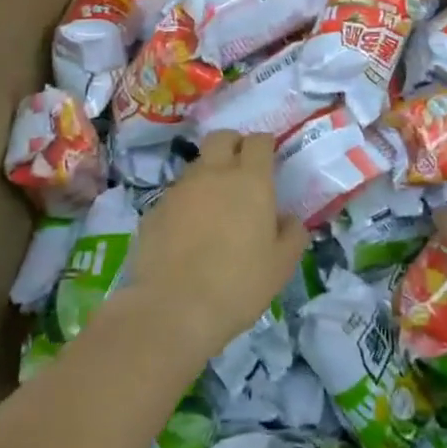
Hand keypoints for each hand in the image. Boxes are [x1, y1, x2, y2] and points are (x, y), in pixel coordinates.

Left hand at [120, 132, 310, 361]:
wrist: (173, 309)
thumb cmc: (238, 285)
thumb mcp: (281, 265)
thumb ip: (292, 234)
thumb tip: (289, 219)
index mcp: (250, 181)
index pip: (259, 142)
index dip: (265, 145)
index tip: (269, 157)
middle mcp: (213, 174)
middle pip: (221, 137)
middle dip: (233, 144)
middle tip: (241, 166)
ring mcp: (180, 190)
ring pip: (196, 165)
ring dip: (208, 174)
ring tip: (214, 204)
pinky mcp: (154, 210)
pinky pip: (175, 195)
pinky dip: (186, 203)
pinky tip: (188, 231)